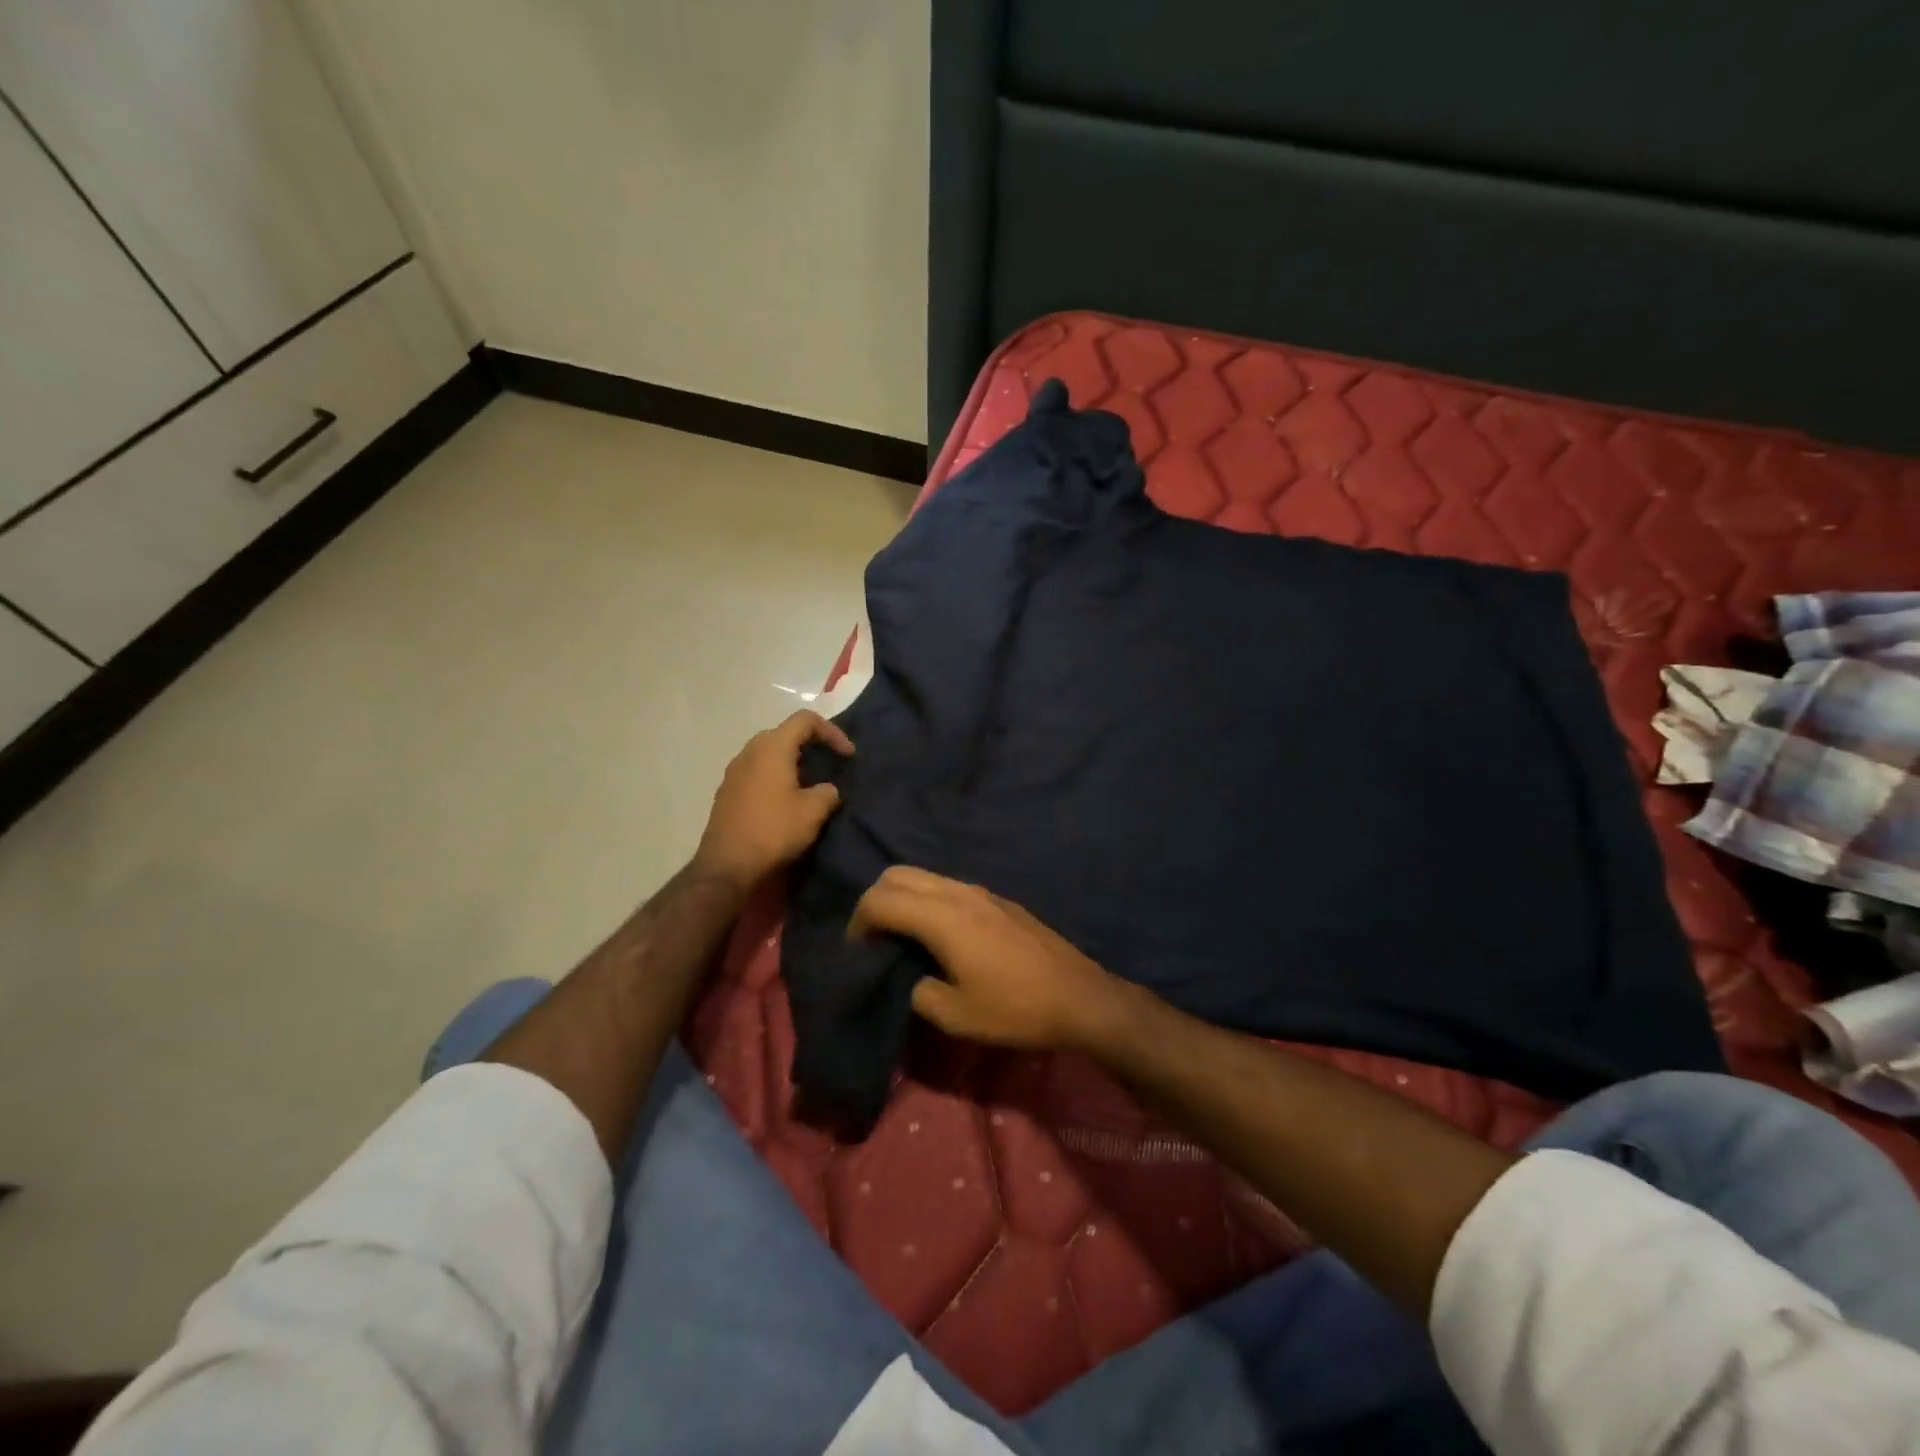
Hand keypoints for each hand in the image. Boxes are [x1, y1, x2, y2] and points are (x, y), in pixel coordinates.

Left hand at [694, 710, 852, 889]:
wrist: (726, 867)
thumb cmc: (773, 831)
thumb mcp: (813, 812)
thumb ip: (827, 792)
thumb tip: (826, 790)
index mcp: (772, 748)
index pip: (805, 720)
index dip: (832, 732)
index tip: (848, 755)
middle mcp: (749, 752)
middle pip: (785, 733)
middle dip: (812, 745)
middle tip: (830, 764)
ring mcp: (734, 772)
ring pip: (769, 754)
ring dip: (793, 762)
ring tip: (811, 784)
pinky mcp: (727, 792)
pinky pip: (757, 772)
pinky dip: (776, 777)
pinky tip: (786, 801)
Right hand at [849, 867, 1124, 1050]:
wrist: (1078, 997)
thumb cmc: (1015, 1009)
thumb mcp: (956, 1016)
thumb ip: (918, 992)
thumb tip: (908, 977)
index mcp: (942, 918)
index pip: (880, 899)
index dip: (857, 922)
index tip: (856, 952)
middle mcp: (958, 893)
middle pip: (897, 874)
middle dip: (874, 900)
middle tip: (872, 938)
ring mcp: (981, 891)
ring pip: (925, 875)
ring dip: (903, 896)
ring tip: (901, 935)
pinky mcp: (998, 899)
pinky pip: (948, 885)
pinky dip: (928, 898)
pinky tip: (937, 933)